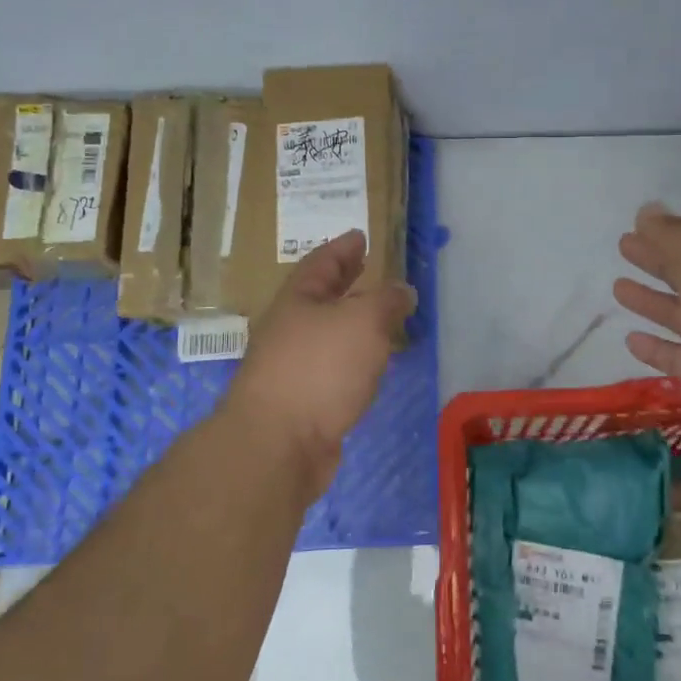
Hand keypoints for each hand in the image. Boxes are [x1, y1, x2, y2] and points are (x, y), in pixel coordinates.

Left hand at [222, 230, 416, 497]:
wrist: (278, 444)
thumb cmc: (319, 368)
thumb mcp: (363, 321)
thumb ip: (387, 302)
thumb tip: (402, 291)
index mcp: (298, 301)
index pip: (321, 264)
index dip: (342, 248)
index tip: (359, 236)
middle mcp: (291, 330)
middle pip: (320, 297)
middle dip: (344, 282)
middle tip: (365, 266)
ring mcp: (294, 367)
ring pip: (328, 334)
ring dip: (352, 322)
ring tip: (379, 316)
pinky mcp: (304, 402)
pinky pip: (334, 368)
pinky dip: (355, 358)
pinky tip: (370, 365)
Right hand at [613, 204, 680, 459]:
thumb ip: (673, 239)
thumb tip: (647, 210)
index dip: (666, 231)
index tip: (636, 224)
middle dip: (656, 260)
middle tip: (624, 247)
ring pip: (680, 315)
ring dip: (651, 301)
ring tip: (619, 288)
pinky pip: (678, 357)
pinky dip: (655, 349)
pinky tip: (631, 340)